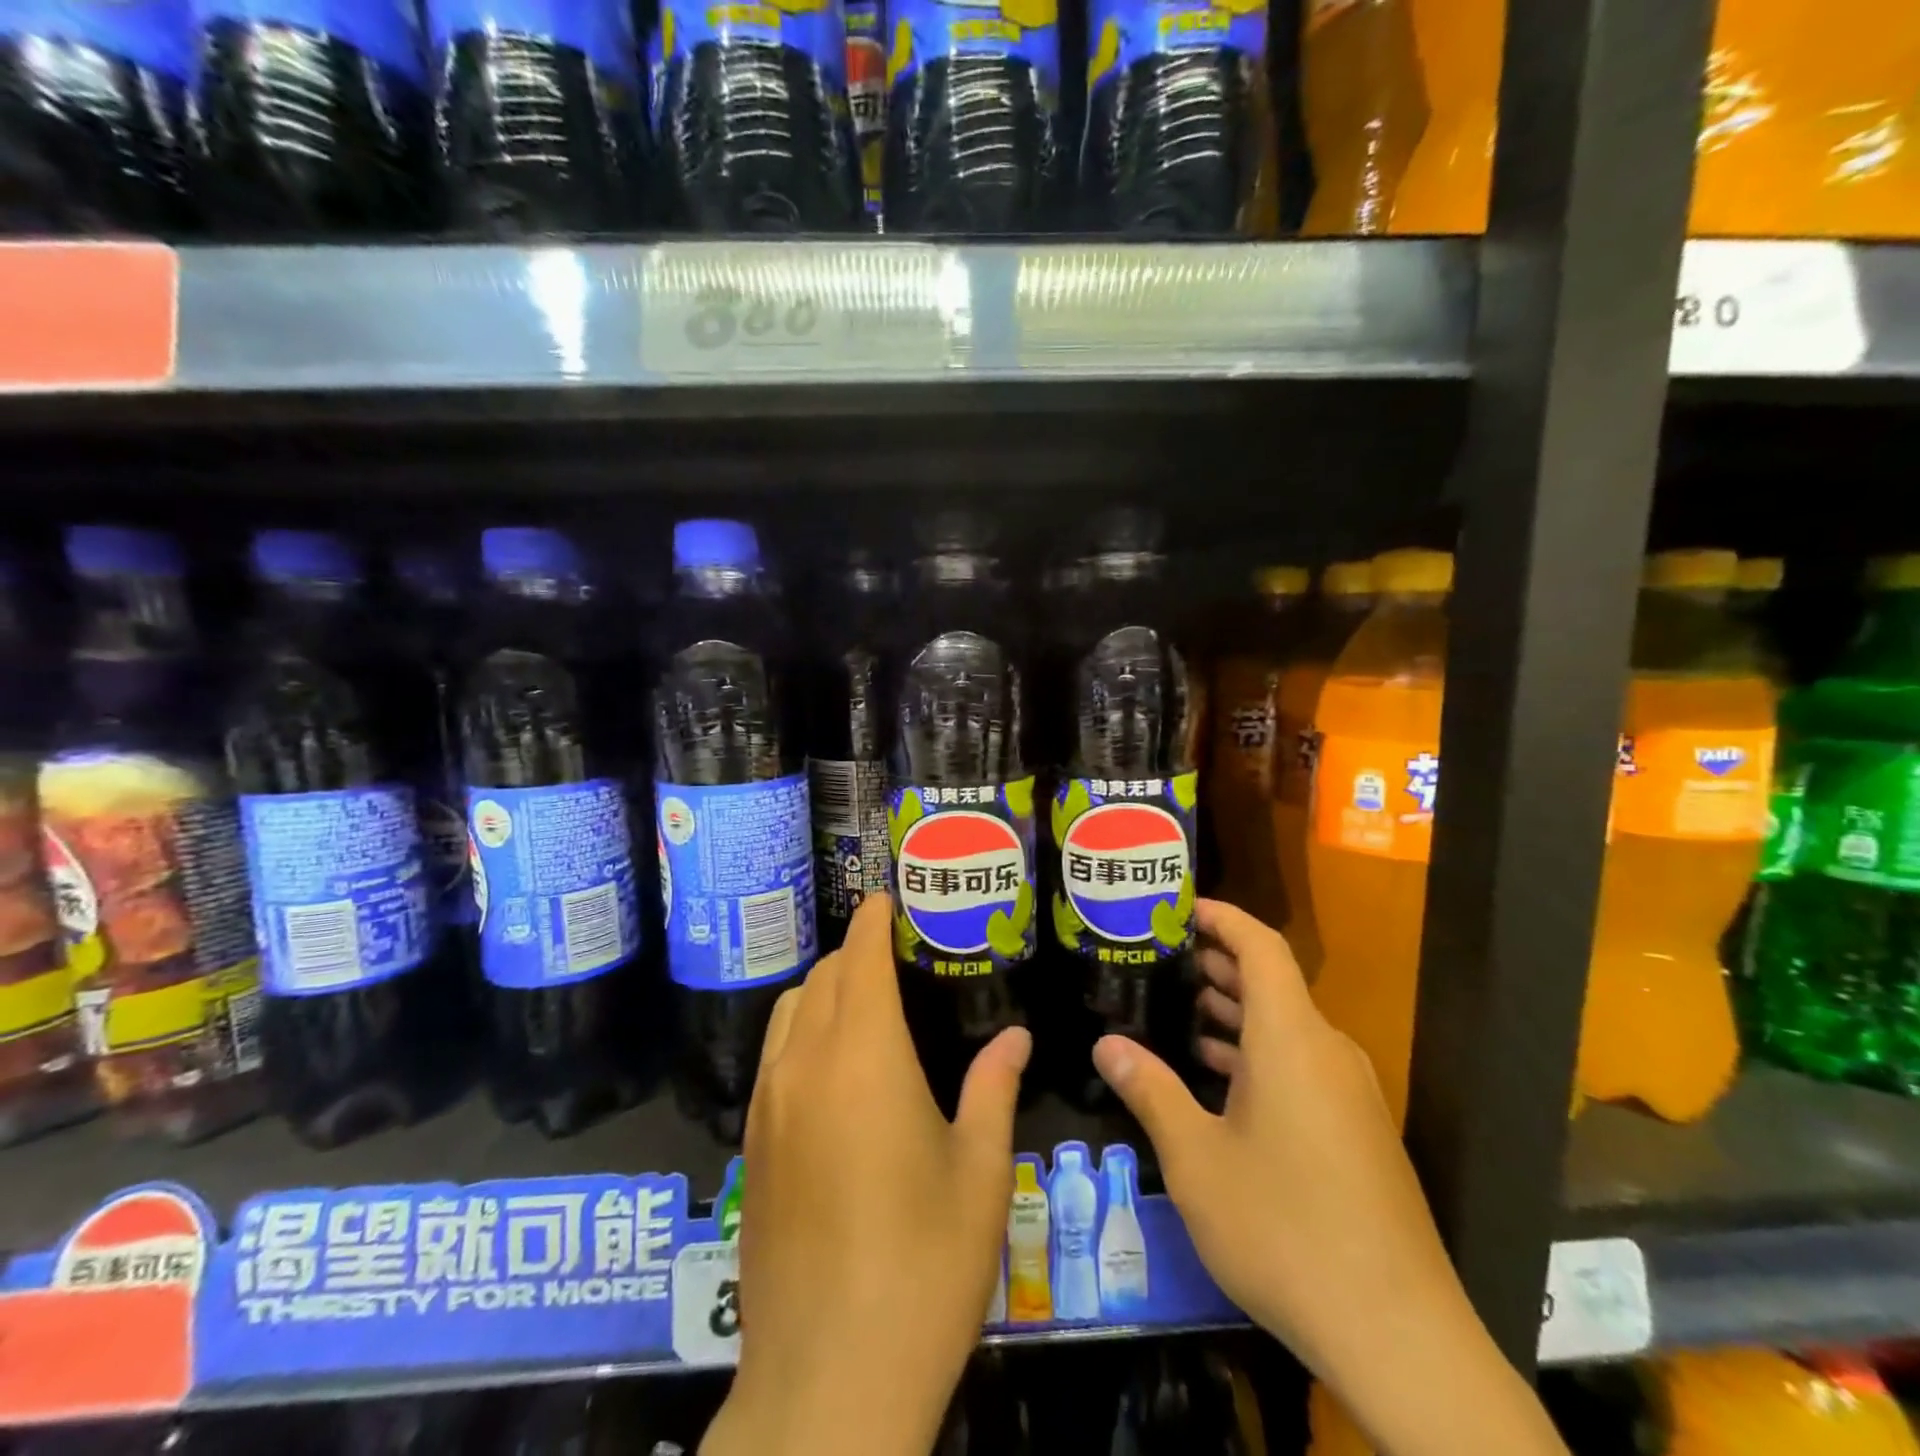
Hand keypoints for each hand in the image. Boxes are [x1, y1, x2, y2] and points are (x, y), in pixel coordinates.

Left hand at [702, 893, 1031, 1455]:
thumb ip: (994, 1089)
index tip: (889, 899)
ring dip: (824, 990)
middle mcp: (805, 1065)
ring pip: (789, 1013)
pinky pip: (773, 1058)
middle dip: (855, 953)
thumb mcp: (980, 1174)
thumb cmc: (922, 1268)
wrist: (827, 1382)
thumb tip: (1015, 1037)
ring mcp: (769, 1106)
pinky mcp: (752, 1147)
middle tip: (895, 954)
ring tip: (864, 1003)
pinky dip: (801, 1033)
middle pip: (822, 978)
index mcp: (863, 1056)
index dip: (873, 920)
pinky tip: (833, 1067)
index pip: (859, 958)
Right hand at [1092, 899, 1566, 1455]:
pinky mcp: (1358, 1130)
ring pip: (1286, 1026)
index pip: (1260, 946)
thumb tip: (1107, 1044)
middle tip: (1160, 959)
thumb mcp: (1196, 1158)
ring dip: (1236, 1011)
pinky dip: (1258, 1053)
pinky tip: (1219, 1078)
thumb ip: (1151, 1090)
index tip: (1178, 908)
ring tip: (1179, 1009)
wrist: (1398, 1336)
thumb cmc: (1284, 1227)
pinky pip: (1301, 1064)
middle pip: (1273, 982)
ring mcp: (1349, 1093)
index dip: (1221, 917)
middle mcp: (1326, 1051)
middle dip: (1217, 963)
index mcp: (1291, 1039)